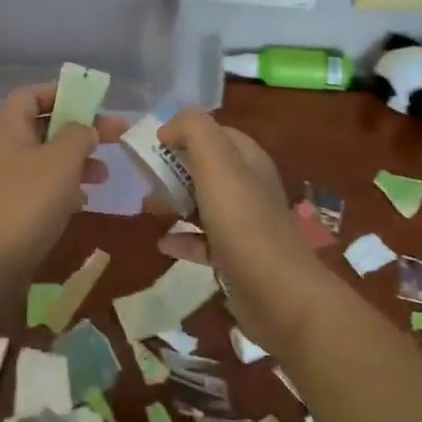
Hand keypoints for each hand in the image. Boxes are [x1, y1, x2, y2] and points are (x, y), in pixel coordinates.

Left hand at [0, 83, 126, 266]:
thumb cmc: (27, 200)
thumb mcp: (62, 159)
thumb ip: (79, 134)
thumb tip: (85, 129)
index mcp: (9, 125)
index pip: (33, 94)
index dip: (62, 92)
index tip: (93, 102)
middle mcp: (5, 146)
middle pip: (46, 125)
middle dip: (81, 129)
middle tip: (117, 135)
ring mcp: (7, 178)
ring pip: (48, 158)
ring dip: (78, 161)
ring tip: (105, 175)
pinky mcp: (13, 207)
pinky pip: (43, 186)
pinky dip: (65, 188)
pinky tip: (84, 200)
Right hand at [157, 110, 323, 355]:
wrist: (277, 293)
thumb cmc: (242, 221)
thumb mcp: (217, 162)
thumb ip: (194, 130)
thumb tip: (169, 128)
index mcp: (248, 160)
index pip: (216, 133)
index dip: (185, 132)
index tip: (153, 142)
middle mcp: (249, 187)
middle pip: (207, 168)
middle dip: (174, 168)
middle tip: (144, 177)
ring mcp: (244, 224)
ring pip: (203, 203)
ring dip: (175, 202)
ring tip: (147, 206)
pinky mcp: (236, 258)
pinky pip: (204, 241)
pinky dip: (183, 239)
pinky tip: (162, 243)